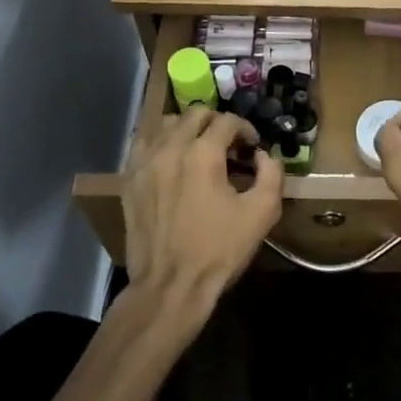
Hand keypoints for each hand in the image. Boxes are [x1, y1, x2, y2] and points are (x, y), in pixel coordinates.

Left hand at [123, 107, 282, 318]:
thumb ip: (271, 174)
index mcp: (203, 153)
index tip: (253, 148)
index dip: (246, 129)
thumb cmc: (219, 250)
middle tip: (229, 146)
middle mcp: (171, 149)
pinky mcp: (129, 180)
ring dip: (187, 129)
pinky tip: (172, 162)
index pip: (227, 120)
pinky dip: (161, 144)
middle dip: (217, 124)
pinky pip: (144, 145)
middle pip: (195, 114)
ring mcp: (145, 163)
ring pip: (166, 124)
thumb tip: (264, 156)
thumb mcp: (262, 213)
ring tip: (198, 150)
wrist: (170, 286)